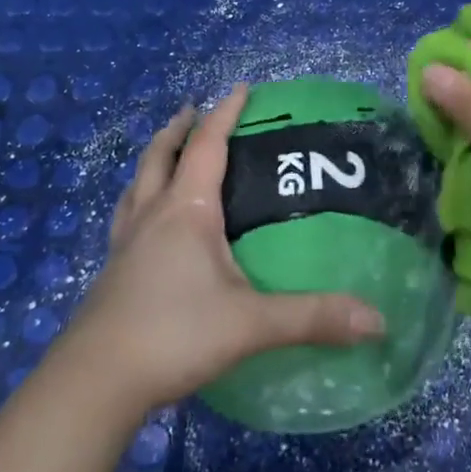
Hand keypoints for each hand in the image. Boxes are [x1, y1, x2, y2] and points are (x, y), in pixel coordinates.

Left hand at [66, 84, 385, 413]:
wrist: (93, 383)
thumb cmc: (174, 334)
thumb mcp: (251, 323)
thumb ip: (313, 317)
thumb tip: (377, 319)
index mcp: (186, 210)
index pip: (208, 146)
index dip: (226, 114)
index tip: (241, 87)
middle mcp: (151, 216)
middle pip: (161, 156)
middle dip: (179, 128)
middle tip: (192, 110)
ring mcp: (124, 244)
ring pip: (137, 185)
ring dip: (154, 160)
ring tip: (166, 154)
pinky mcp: (111, 274)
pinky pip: (126, 218)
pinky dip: (138, 200)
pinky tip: (143, 222)